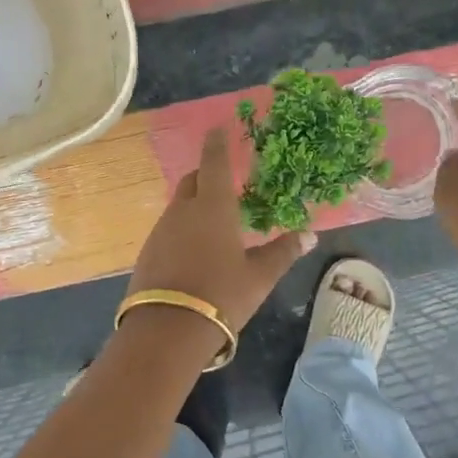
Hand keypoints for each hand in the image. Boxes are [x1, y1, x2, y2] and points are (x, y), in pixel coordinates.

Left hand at [127, 128, 314, 343]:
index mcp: (213, 207)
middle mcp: (182, 211)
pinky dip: (182, 229)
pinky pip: (168, 229)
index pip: (215, 164)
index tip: (217, 128)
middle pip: (192, 181)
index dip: (217, 144)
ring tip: (212, 221)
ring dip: (194, 205)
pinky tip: (193, 250)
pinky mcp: (147, 253)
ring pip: (178, 206)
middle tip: (223, 182)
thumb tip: (310, 235)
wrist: (167, 329)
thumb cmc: (221, 295)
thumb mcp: (259, 276)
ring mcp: (160, 231)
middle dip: (206, 175)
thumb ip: (283, 252)